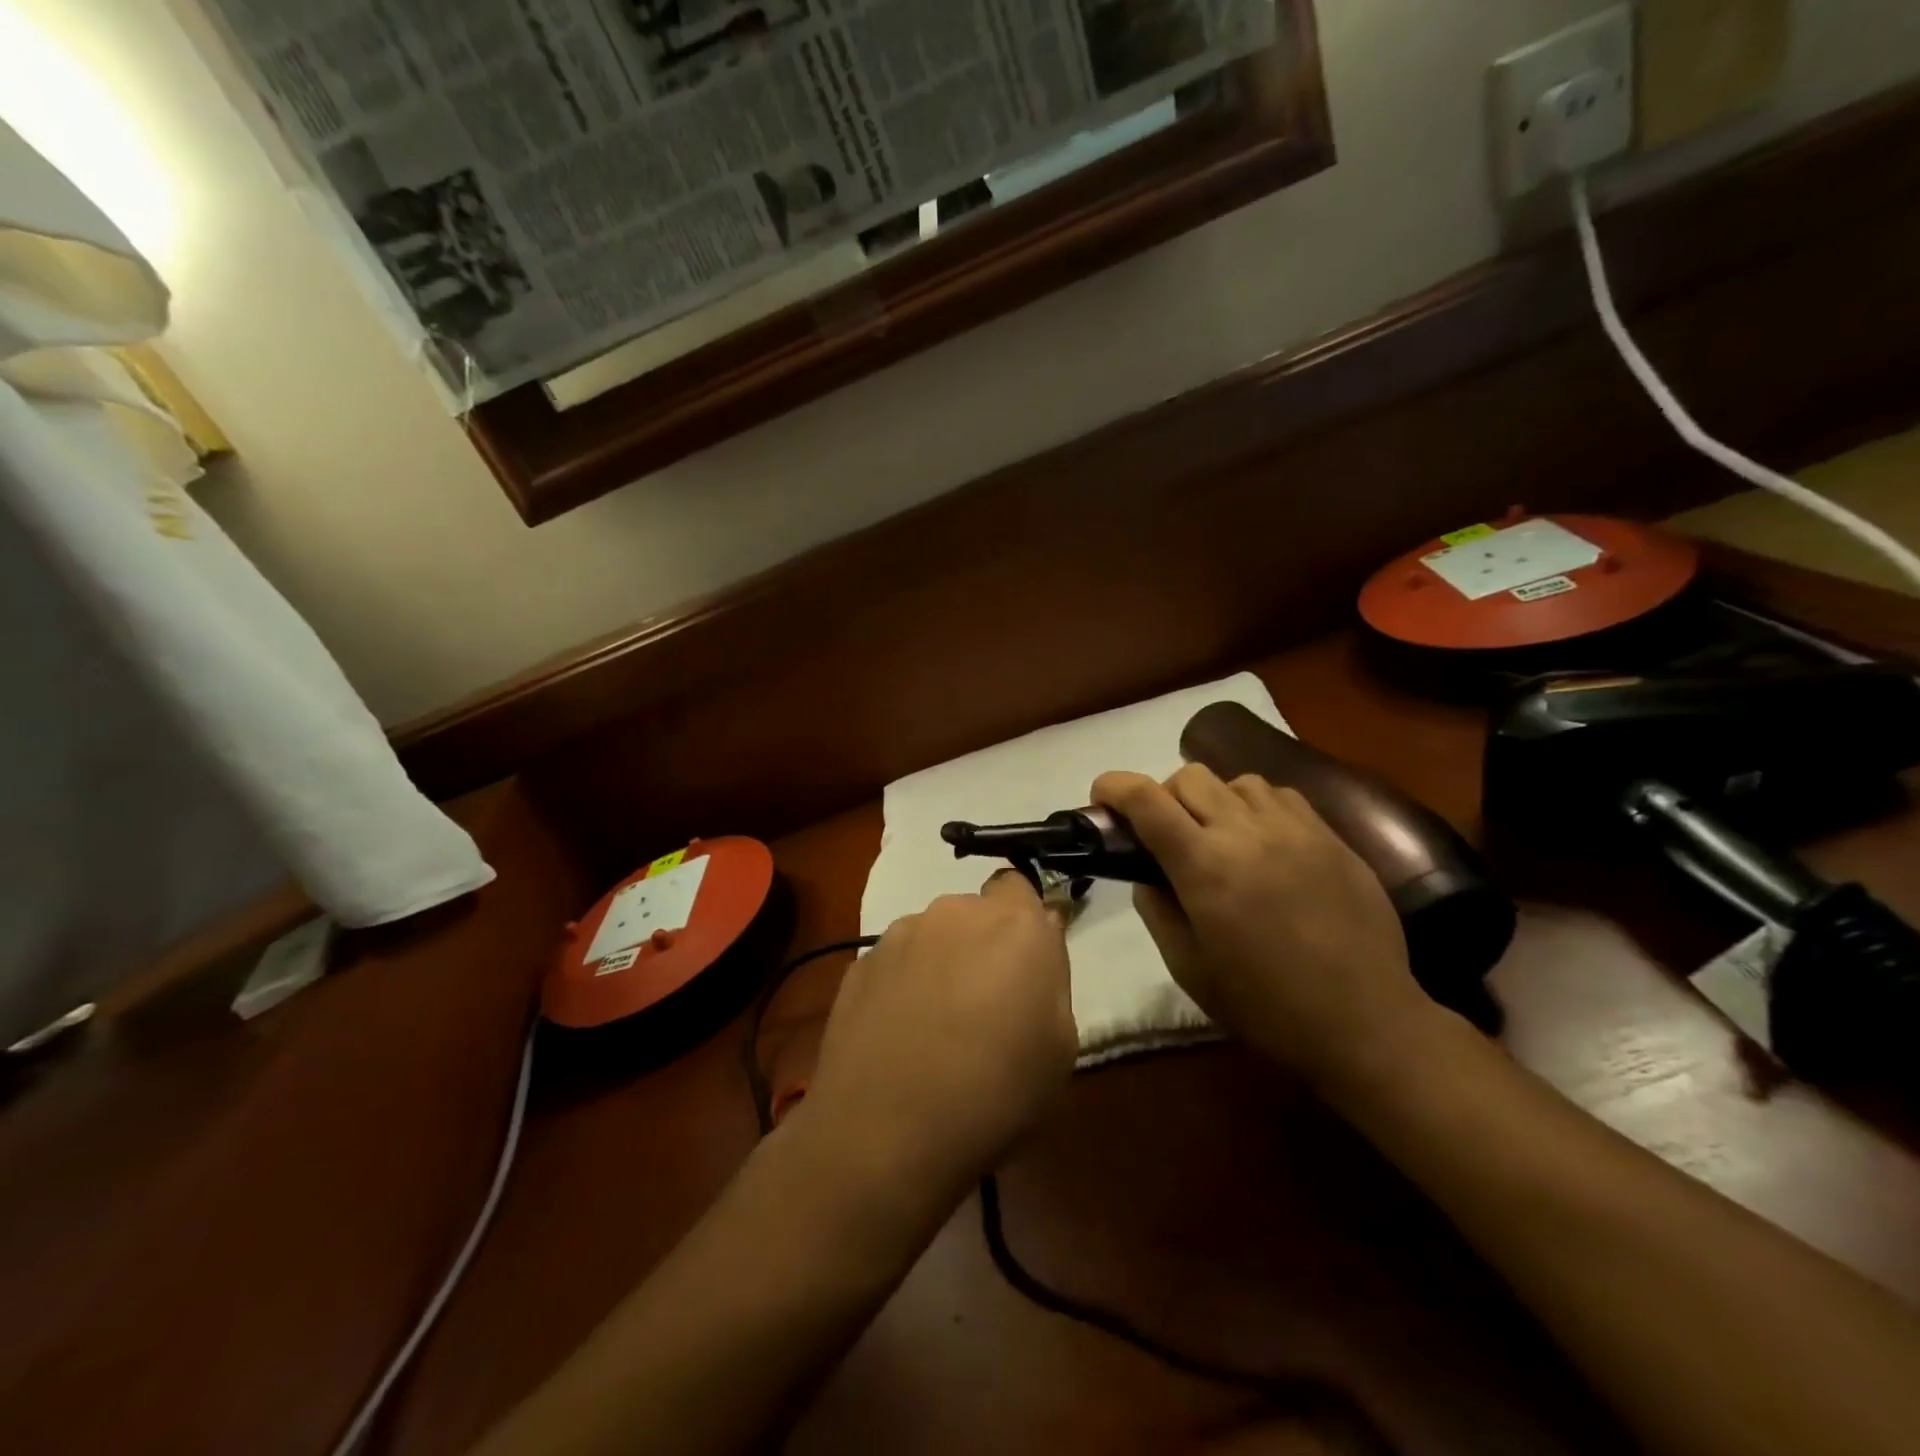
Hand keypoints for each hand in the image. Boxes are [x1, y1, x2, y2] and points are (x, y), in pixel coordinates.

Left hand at [801, 873, 1075, 1211]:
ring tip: (936, 1026)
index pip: (1020, 886)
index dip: (1024, 920)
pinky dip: (903, 984)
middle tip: (986, 1003)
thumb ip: (1052, 978)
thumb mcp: (1061, 1047)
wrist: (886, 1130)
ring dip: (941, 963)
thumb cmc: (995, 1093)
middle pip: (975, 913)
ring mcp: (900, 935)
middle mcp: (954, 912)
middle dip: (983, 944)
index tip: (1026, 963)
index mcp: (1014, 924)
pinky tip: (900, 1035)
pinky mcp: (860, 963)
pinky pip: (896, 961)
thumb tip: (1039, 940)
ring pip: (933, 936)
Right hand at [1092, 765, 1442, 1091]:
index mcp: (1204, 867)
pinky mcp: (1331, 836)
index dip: (1114, 787)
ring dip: (1212, 799)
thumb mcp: (1188, 968)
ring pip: (1236, 780)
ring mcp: (1294, 829)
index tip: (1102, 796)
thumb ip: (1156, 910)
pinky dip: (1256, 806)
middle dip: (1163, 796)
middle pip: (1188, 777)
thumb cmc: (1266, 1005)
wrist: (1365, 1021)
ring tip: (1220, 836)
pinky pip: (1280, 795)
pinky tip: (1264, 841)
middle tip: (1166, 834)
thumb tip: (1146, 873)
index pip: (1146, 800)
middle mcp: (1246, 833)